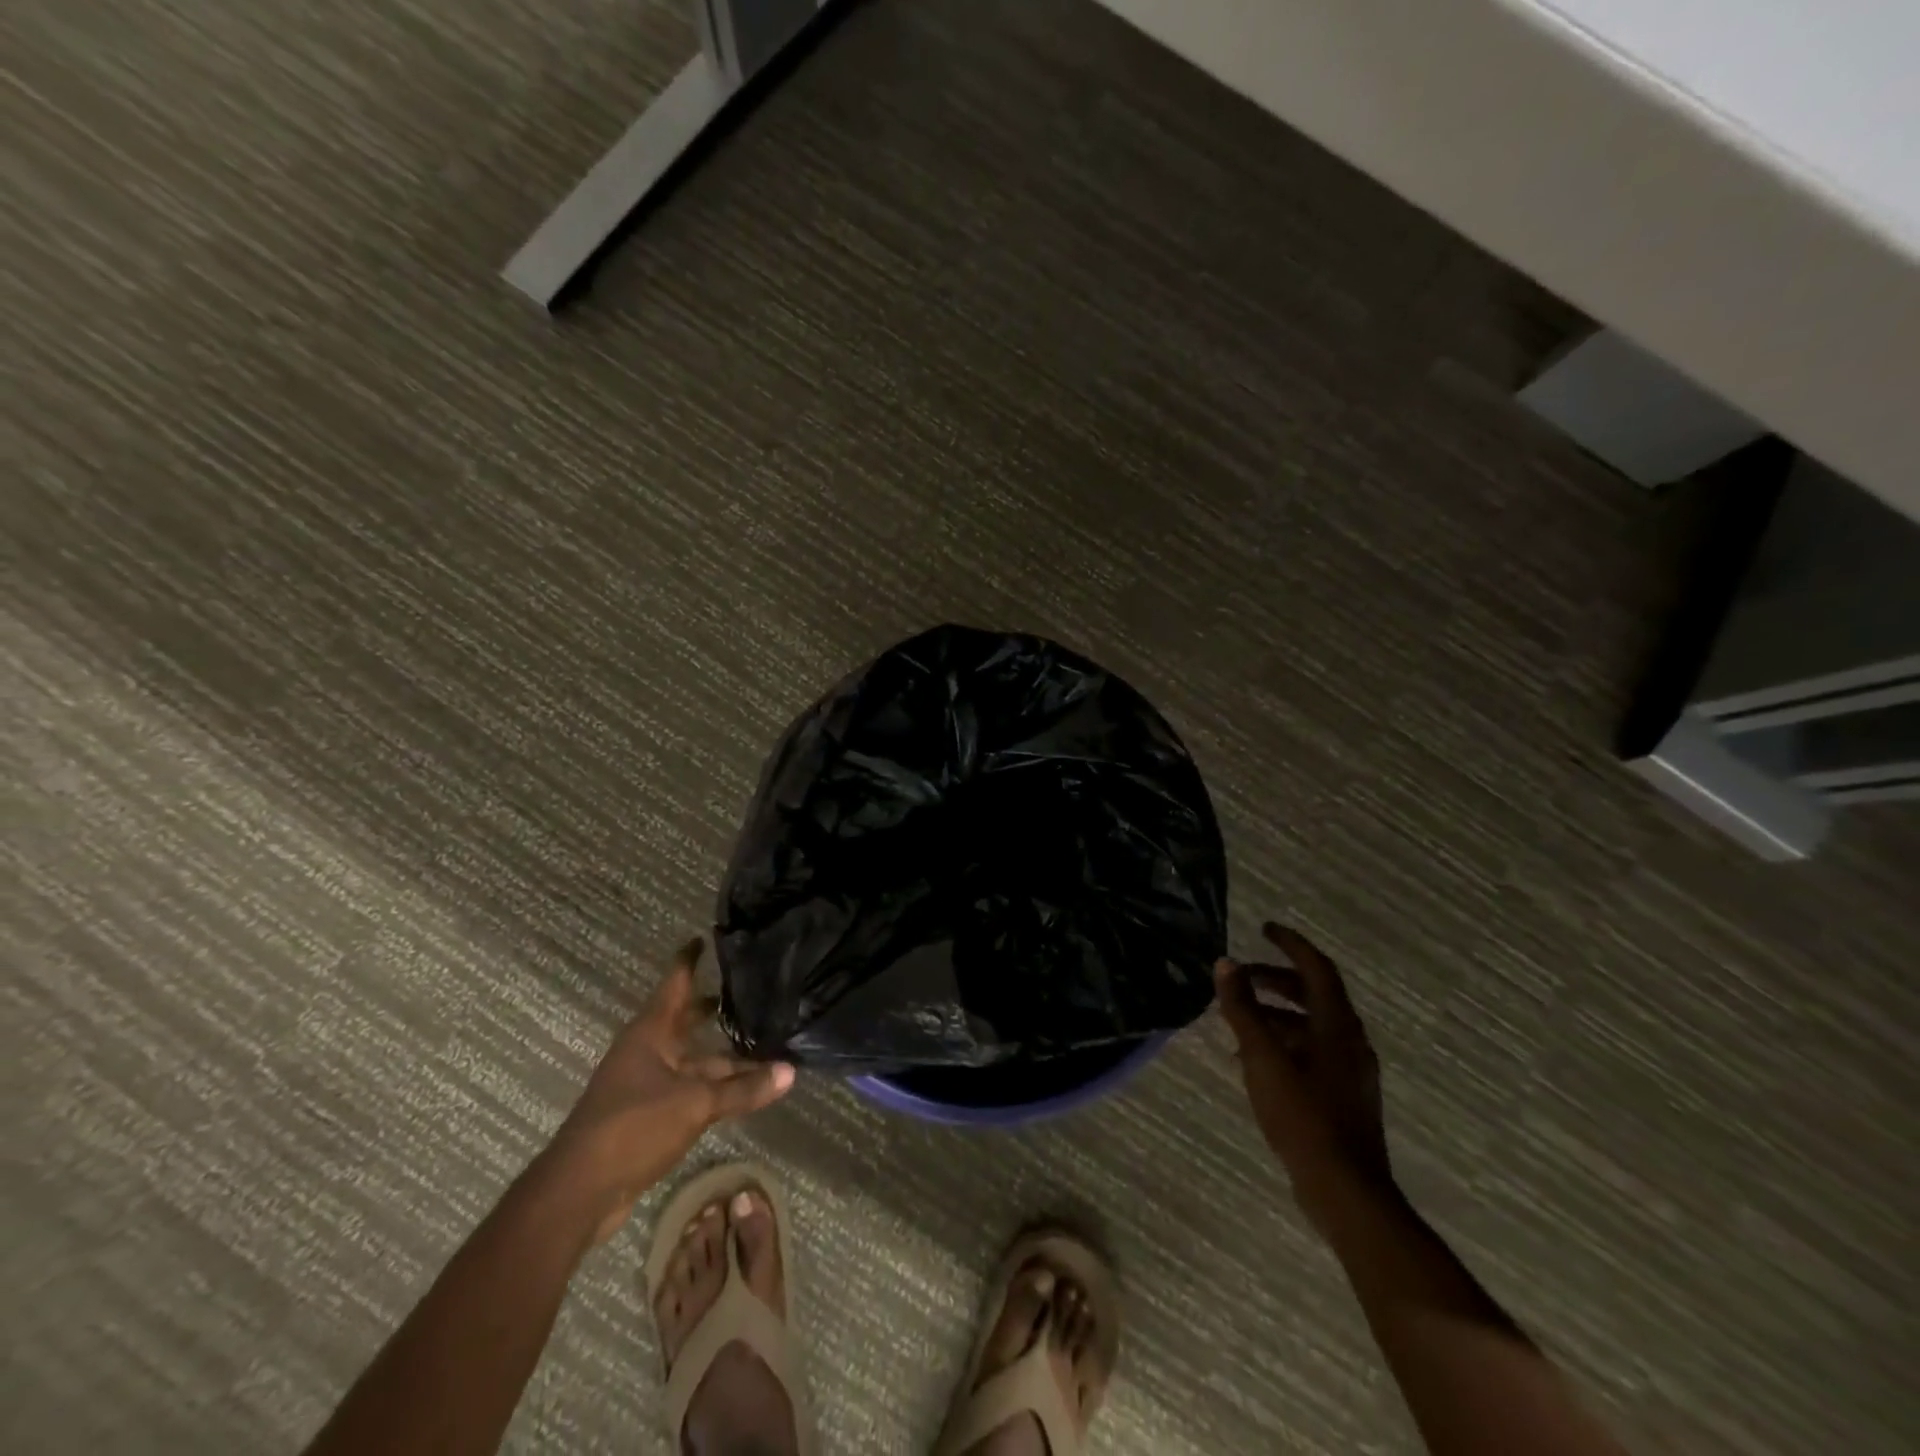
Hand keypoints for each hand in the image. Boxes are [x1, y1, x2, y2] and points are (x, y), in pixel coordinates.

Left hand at [545, 938, 794, 1245]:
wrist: (579, 1192)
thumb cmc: (633, 1126)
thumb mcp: (695, 1103)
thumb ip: (743, 1089)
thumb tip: (791, 1071)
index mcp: (651, 1032)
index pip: (675, 982)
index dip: (690, 959)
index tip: (706, 937)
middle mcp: (648, 1050)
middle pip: (687, 1020)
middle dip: (715, 1007)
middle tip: (752, 989)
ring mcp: (647, 1083)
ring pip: (693, 1059)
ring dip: (724, 1054)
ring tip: (764, 1042)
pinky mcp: (649, 1114)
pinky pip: (691, 1088)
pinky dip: (716, 1085)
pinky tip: (743, 1088)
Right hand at [1215, 924, 1391, 1227]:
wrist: (1345, 1191)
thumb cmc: (1304, 1116)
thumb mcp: (1263, 1057)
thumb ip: (1243, 1009)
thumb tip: (1225, 963)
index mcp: (1337, 1025)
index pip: (1316, 968)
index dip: (1291, 944)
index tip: (1264, 929)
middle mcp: (1349, 1041)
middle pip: (1313, 995)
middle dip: (1276, 980)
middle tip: (1241, 976)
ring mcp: (1349, 1071)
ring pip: (1310, 1025)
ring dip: (1275, 1014)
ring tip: (1237, 1019)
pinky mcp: (1342, 1096)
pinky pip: (1310, 1052)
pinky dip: (1282, 1042)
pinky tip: (1253, 1061)